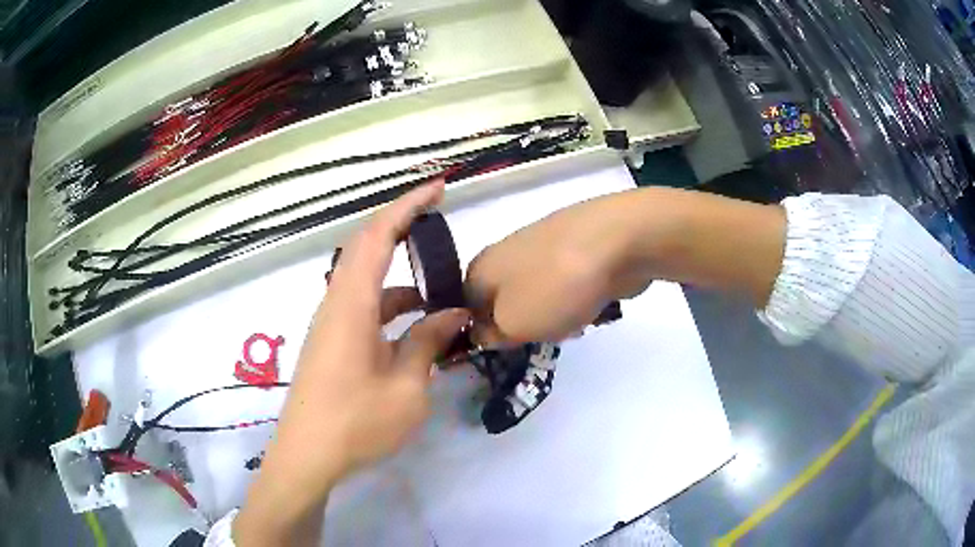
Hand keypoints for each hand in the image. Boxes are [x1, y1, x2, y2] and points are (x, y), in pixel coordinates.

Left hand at [234, 182, 469, 545]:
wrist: (307, 457)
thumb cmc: (356, 423)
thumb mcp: (407, 387)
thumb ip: (428, 343)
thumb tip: (453, 314)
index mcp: (351, 305)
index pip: (378, 236)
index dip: (407, 206)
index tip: (438, 188)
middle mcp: (336, 303)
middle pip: (366, 247)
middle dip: (402, 225)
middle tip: (438, 218)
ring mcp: (331, 324)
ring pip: (367, 280)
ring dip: (402, 275)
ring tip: (441, 290)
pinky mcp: (332, 343)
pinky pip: (365, 308)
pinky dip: (392, 306)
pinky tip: (418, 328)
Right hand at [465, 192, 645, 345]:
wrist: (618, 241)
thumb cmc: (556, 286)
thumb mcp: (513, 324)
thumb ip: (491, 336)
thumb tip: (482, 333)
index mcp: (481, 268)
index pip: (465, 309)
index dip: (481, 335)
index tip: (504, 351)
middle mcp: (506, 254)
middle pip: (504, 305)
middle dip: (523, 327)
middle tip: (542, 335)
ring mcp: (543, 249)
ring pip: (537, 299)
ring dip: (552, 318)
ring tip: (574, 320)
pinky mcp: (575, 252)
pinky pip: (565, 288)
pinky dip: (575, 300)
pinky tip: (592, 305)